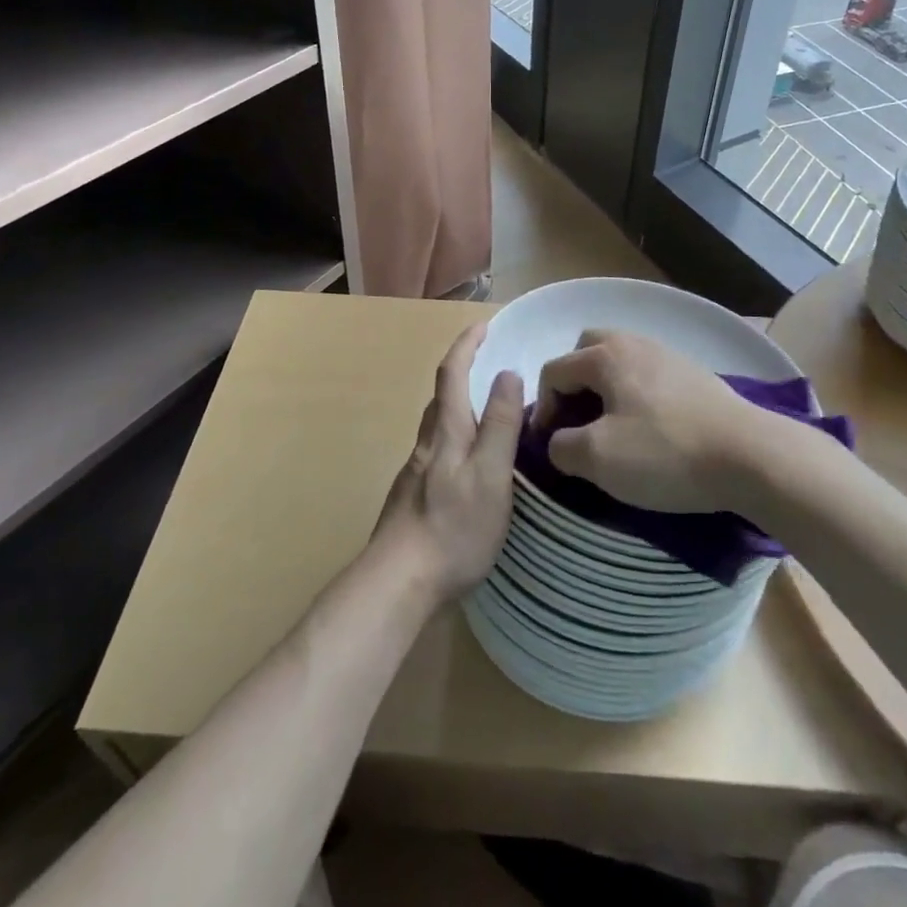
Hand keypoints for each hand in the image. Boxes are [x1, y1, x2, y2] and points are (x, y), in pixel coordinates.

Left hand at [371, 323, 524, 603]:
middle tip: (491, 367)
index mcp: (446, 431)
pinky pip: (439, 453)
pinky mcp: (414, 498)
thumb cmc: (453, 527)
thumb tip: (508, 373)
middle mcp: (427, 444)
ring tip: (489, 416)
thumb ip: (501, 425)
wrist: (398, 582)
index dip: (466, 344)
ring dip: (460, 407)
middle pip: (442, 396)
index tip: (483, 324)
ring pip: (439, 426)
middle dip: (462, 372)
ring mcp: (416, 472)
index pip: (453, 372)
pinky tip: (471, 467)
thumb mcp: (491, 474)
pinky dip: (457, 440)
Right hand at [535, 330, 760, 512]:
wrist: (751, 456)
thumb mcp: (597, 458)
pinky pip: (649, 376)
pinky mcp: (696, 375)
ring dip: (606, 389)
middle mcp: (635, 343)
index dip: (542, 408)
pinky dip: (637, 396)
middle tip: (578, 420)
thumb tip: (559, 442)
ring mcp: (669, 355)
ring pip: (621, 361)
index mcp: (605, 355)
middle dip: (574, 382)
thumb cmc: (665, 452)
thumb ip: (561, 446)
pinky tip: (651, 429)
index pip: (554, 371)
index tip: (550, 446)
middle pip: (587, 350)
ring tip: (612, 427)